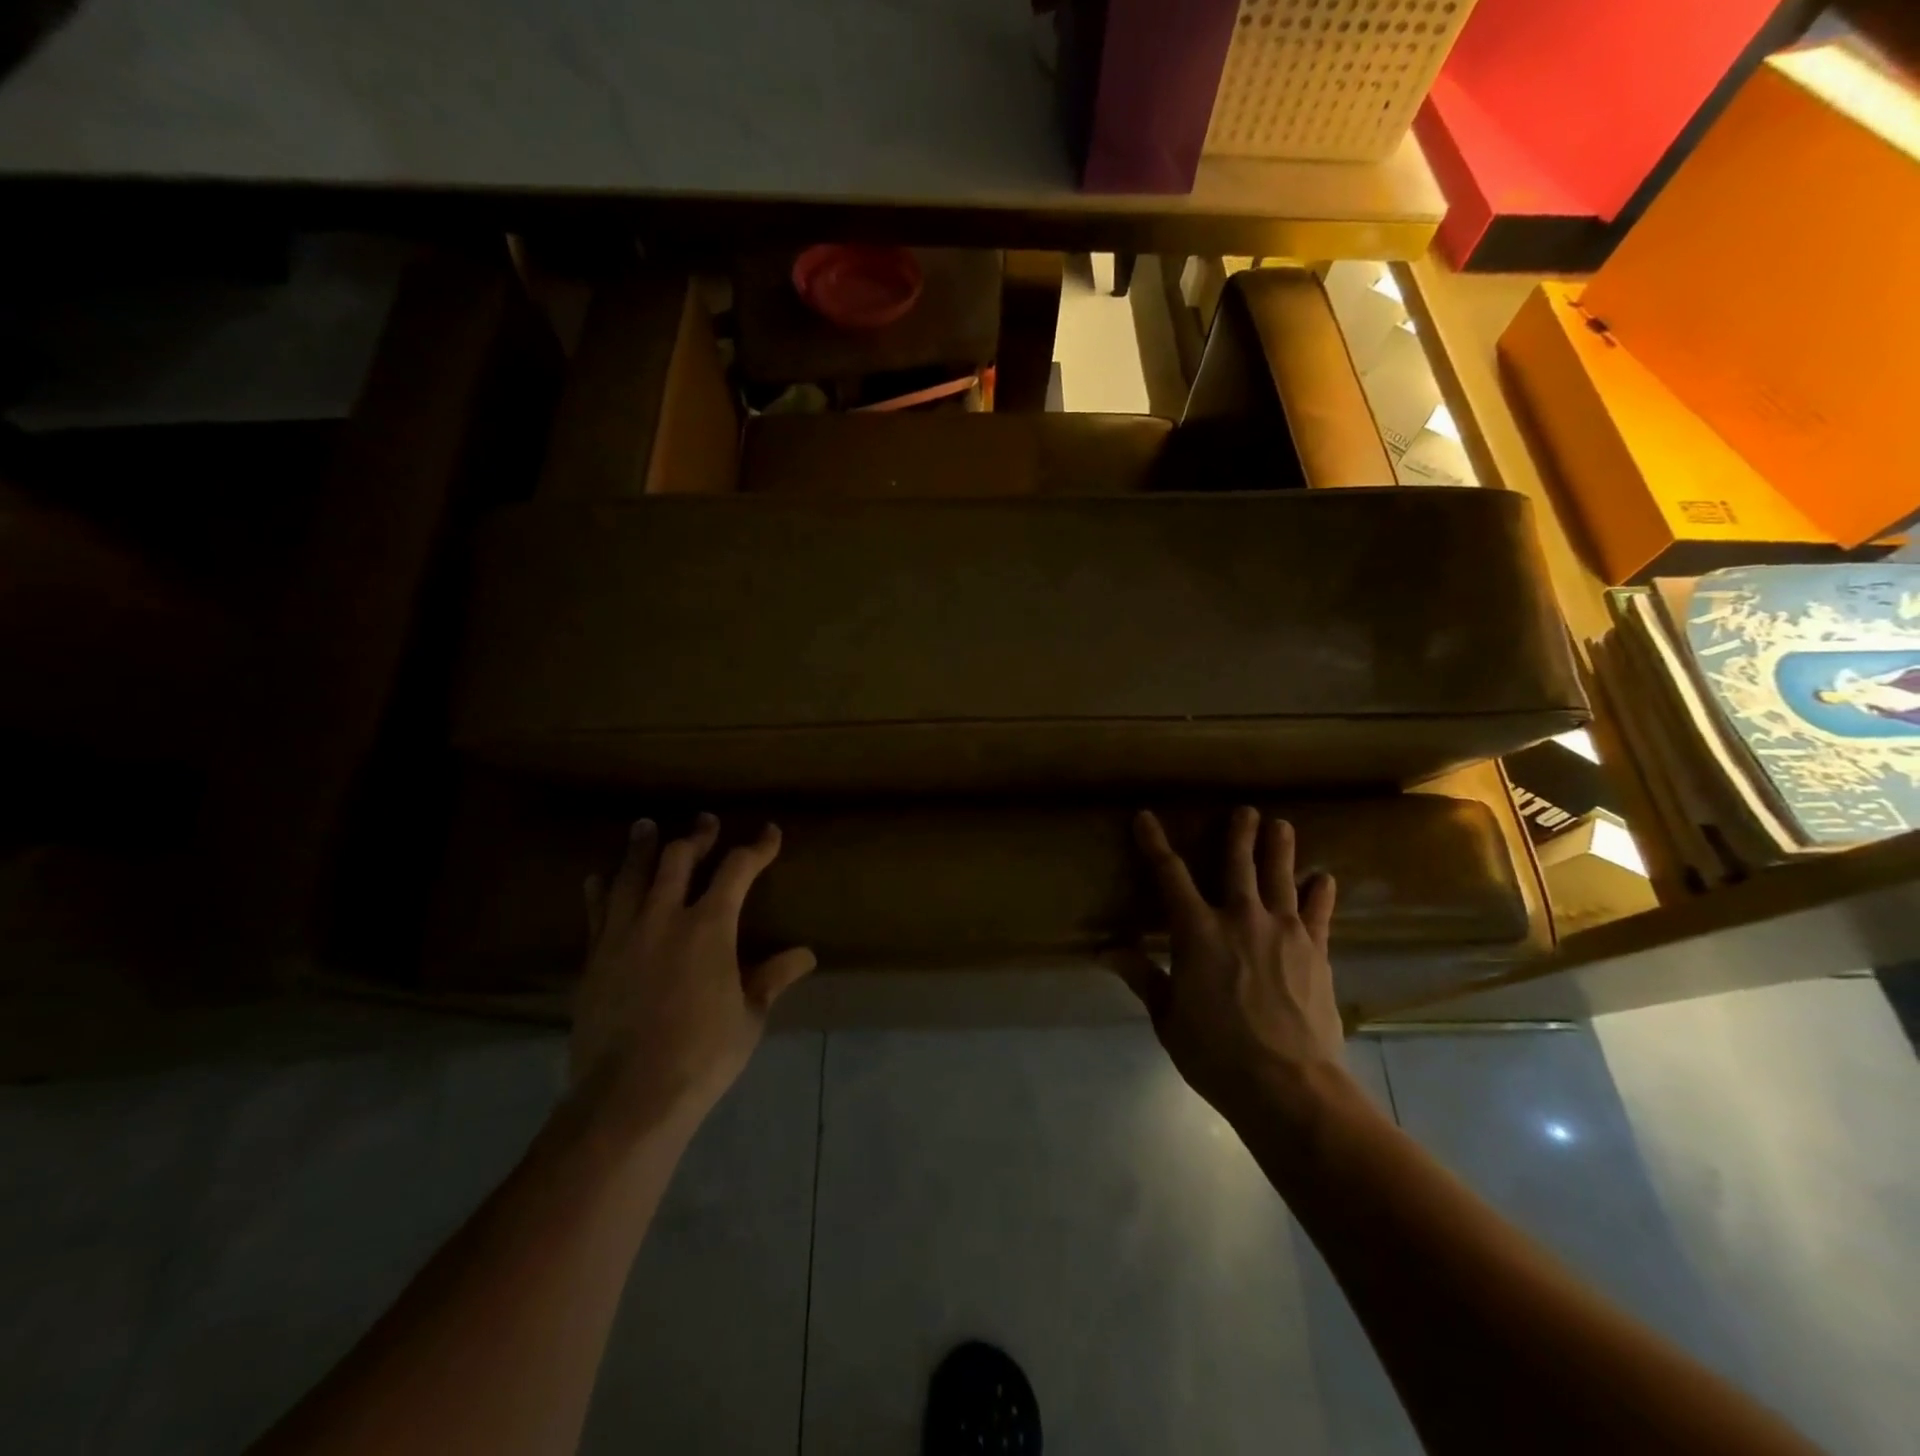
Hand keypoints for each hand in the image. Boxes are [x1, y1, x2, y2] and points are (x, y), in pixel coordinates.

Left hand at [571, 815, 815, 1137]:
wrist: (628, 1096)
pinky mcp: (594, 958)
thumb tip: (806, 954)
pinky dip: (601, 889)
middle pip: (678, 859)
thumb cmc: (702, 1055)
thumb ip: (773, 977)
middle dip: (697, 836)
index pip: (737, 870)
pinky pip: (597, 911)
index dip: (756, 847)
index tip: (769, 833)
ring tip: (645, 826)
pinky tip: (599, 878)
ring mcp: (623, 935)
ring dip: (642, 847)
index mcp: (709, 927)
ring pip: (631, 875)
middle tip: (705, 821)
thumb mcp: (749, 1016)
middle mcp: (664, 917)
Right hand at [1116, 807, 1346, 1121]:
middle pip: (1238, 864)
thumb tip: (1107, 951)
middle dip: (1238, 834)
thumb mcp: (1168, 1018)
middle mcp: (1240, 918)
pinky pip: (1318, 913)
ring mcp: (1283, 931)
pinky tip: (1323, 879)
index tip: (1146, 818)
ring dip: (1280, 848)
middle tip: (1244, 810)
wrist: (1290, 1086)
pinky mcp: (1316, 951)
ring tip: (1282, 824)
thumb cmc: (1217, 1054)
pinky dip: (1320, 893)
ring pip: (1280, 877)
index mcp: (1197, 932)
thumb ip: (1143, 977)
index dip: (1154, 844)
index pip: (1169, 875)